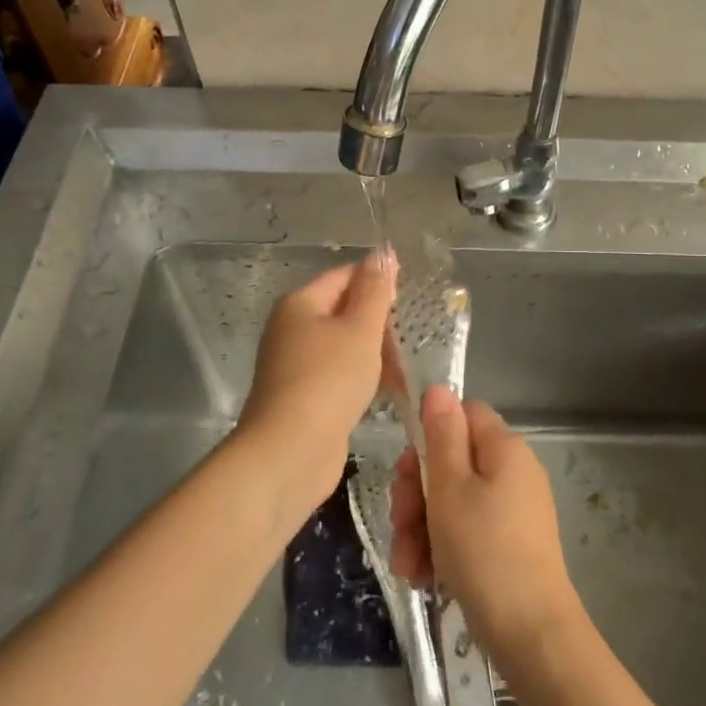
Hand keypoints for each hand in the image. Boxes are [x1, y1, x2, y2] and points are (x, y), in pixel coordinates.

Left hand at [235, 252, 394, 511]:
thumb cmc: (328, 380)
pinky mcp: (304, 397)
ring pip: (344, 346)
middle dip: (379, 321)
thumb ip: (375, 291)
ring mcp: (295, 365)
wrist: (290, 452)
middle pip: (343, 311)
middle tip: (415, 334)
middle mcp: (292, 329)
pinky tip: (390, 390)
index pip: (343, 276)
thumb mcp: (360, 329)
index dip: (377, 280)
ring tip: (409, 365)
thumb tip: (383, 253)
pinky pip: (339, 375)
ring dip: (376, 352)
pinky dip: (364, 377)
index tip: (412, 295)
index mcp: (300, 304)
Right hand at [390, 386, 581, 662]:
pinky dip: (442, 547)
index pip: (462, 415)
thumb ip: (442, 435)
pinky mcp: (510, 542)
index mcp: (504, 448)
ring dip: (422, 527)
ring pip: (453, 500)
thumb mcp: (450, 489)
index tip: (409, 471)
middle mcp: (513, 471)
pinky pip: (467, 530)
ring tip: (408, 564)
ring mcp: (514, 509)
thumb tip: (439, 388)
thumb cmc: (484, 552)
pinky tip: (423, 576)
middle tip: (401, 525)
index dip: (430, 437)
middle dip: (417, 493)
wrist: (531, 634)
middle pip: (453, 461)